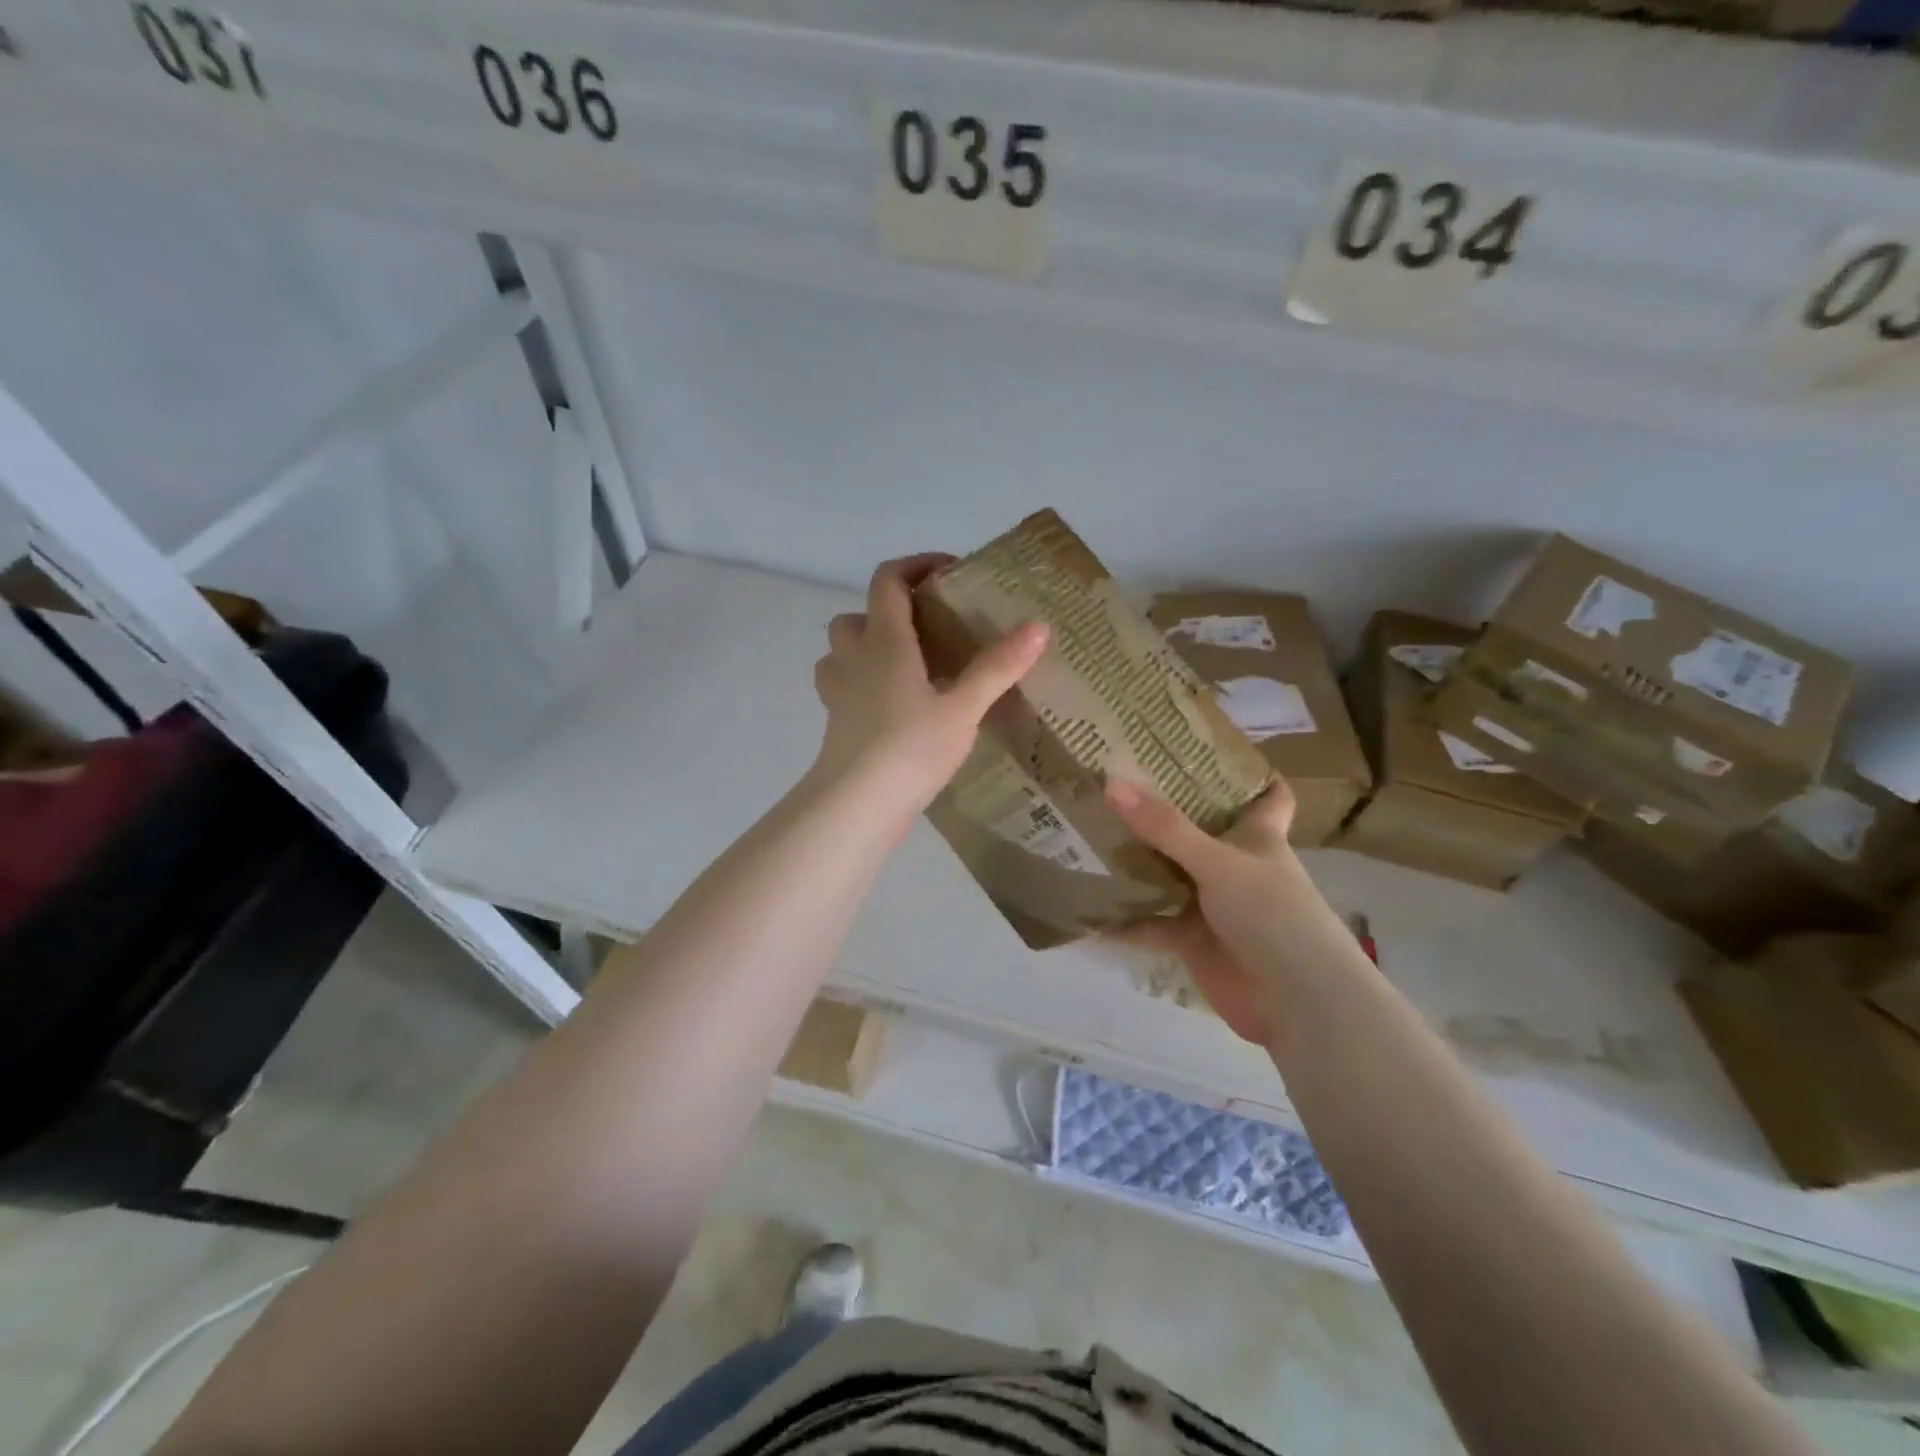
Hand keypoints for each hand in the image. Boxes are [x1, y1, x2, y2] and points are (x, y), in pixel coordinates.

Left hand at [810, 554, 1047, 824]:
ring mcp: (838, 692)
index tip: (950, 573)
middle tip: (927, 631)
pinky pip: (841, 687)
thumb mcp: (963, 708)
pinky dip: (861, 684)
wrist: (857, 805)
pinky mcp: (836, 724)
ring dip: (866, 647)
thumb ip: (998, 667)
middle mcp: (854, 658)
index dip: (916, 565)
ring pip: (840, 652)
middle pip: (856, 615)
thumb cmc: (910, 748)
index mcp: (884, 641)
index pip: (888, 580)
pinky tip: (891, 706)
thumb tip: (1038, 625)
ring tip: (906, 667)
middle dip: (887, 612)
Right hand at [1106, 778, 1350, 1046]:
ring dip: (1134, 864)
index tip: (1204, 748)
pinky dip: (1122, 919)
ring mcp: (1213, 904)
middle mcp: (1234, 865)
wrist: (1296, 1004)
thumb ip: (1165, 828)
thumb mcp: (1219, 863)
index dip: (1247, 772)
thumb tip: (1111, 782)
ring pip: (1167, 875)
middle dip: (1161, 812)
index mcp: (1257, 837)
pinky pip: (1150, 922)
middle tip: (1112, 781)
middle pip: (1197, 830)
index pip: (1267, 795)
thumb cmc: (1272, 916)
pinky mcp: (1193, 940)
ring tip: (1085, 834)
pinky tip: (1084, 907)